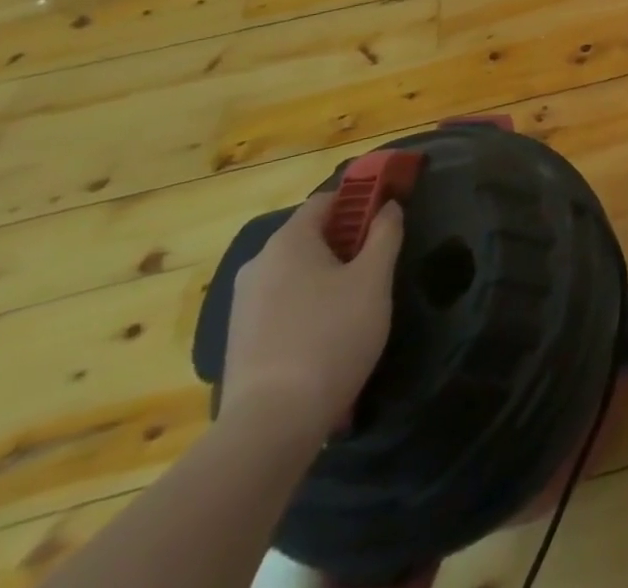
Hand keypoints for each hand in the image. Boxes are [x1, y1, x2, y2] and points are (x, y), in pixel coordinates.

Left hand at [221, 192, 403, 438]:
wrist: (270, 427)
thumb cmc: (332, 336)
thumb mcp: (374, 279)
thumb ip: (385, 234)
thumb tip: (388, 207)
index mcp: (289, 241)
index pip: (327, 200)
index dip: (361, 201)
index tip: (387, 219)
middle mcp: (258, 264)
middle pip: (310, 236)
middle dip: (346, 242)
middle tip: (378, 265)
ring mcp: (242, 305)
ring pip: (296, 272)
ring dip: (327, 276)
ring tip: (357, 304)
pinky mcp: (239, 341)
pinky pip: (282, 304)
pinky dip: (307, 306)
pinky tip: (328, 336)